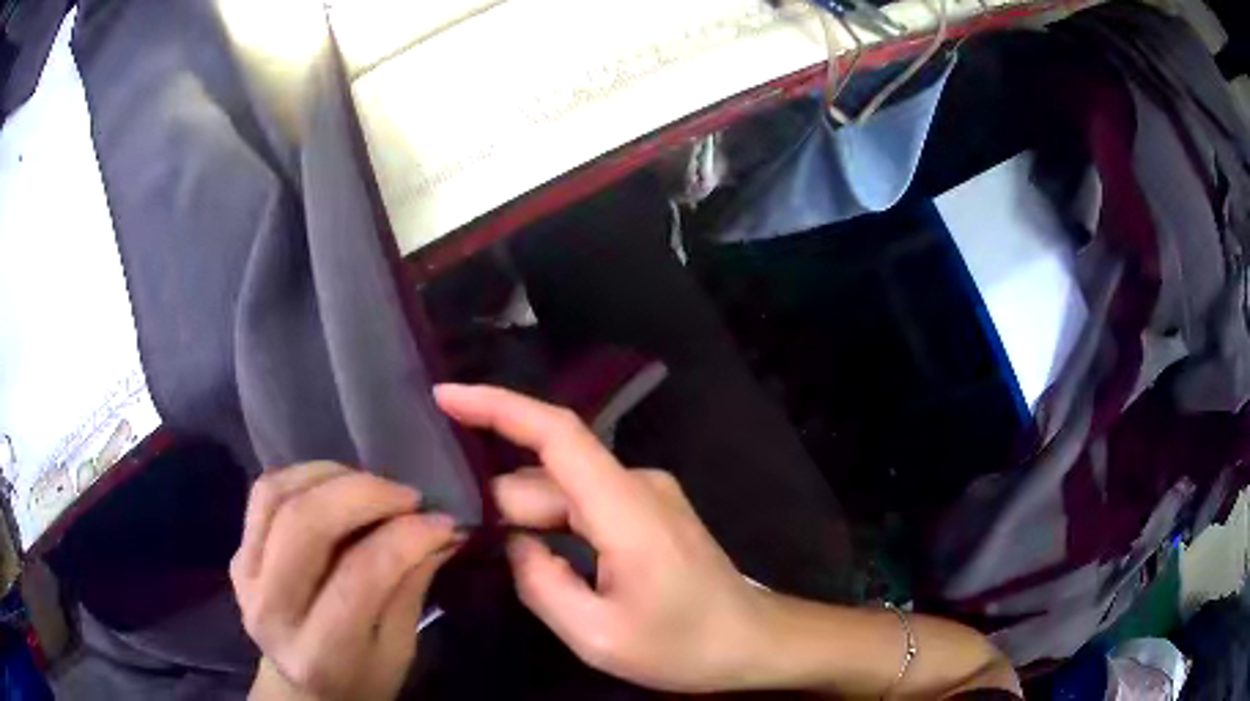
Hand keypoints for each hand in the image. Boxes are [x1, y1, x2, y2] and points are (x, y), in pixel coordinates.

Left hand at [230, 462, 459, 700]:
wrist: (300, 689)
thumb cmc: (360, 680)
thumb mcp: (397, 653)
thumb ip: (409, 589)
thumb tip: (439, 529)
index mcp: (319, 655)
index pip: (358, 578)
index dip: (404, 540)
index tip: (442, 522)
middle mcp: (269, 610)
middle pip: (303, 524)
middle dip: (363, 493)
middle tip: (408, 496)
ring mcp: (245, 575)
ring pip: (276, 495)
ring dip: (332, 477)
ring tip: (375, 487)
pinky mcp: (237, 552)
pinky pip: (265, 493)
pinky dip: (305, 476)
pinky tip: (338, 485)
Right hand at [435, 384, 774, 692]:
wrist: (751, 641)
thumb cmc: (683, 644)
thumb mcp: (599, 636)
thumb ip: (541, 585)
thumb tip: (514, 543)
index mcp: (626, 508)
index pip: (555, 433)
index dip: (496, 406)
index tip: (443, 397)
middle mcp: (635, 485)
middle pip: (547, 475)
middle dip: (499, 504)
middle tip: (466, 548)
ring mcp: (645, 495)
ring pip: (562, 492)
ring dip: (524, 519)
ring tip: (498, 560)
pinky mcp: (647, 510)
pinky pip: (583, 505)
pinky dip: (550, 523)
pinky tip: (534, 555)